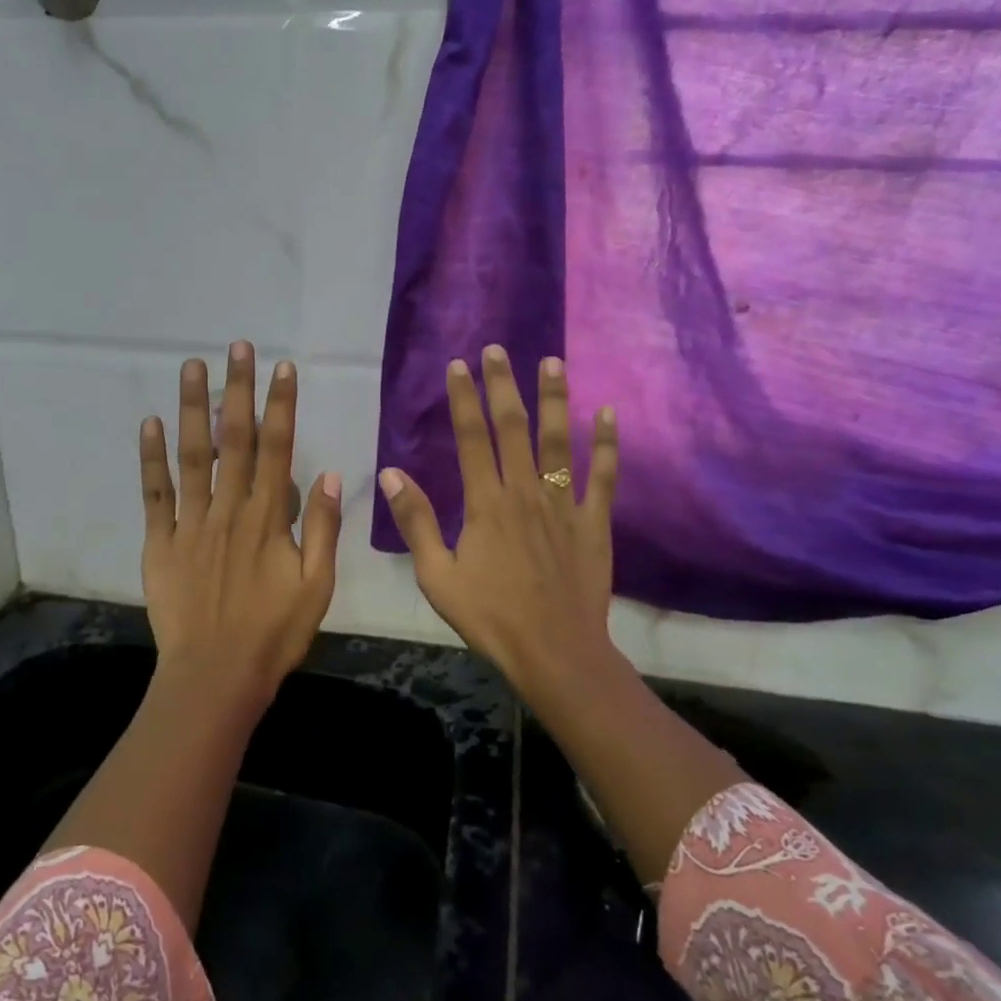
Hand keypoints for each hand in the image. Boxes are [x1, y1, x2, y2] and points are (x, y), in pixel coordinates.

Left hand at [139, 341, 342, 704]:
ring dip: (193, 409)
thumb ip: (321, 528)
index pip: (278, 449)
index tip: (282, 368)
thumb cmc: (273, 634)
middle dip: (237, 390)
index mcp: (267, 519)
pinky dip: (151, 458)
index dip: (280, 406)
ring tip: (192, 367)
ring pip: (192, 456)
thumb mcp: (317, 587)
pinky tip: (151, 424)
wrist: (215, 678)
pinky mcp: (160, 543)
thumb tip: (328, 474)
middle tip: (237, 348)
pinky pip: (154, 495)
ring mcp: (190, 524)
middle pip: (234, 441)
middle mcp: (228, 510)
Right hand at [378, 346, 619, 705]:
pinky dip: (606, 444)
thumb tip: (392, 473)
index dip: (464, 400)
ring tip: (553, 362)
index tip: (459, 366)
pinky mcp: (593, 522)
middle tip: (499, 349)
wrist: (554, 651)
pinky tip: (609, 414)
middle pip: (513, 428)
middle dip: (504, 385)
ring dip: (554, 399)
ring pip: (558, 442)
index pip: (471, 438)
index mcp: (485, 504)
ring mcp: (563, 505)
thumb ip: (416, 522)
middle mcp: (524, 493)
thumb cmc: (490, 616)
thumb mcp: (437, 576)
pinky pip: (602, 477)